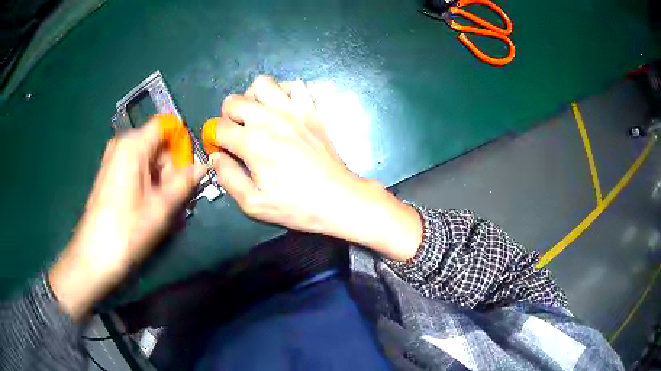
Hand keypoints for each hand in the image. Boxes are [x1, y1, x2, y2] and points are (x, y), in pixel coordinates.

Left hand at [49, 118, 205, 318]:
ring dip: (159, 177)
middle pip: (156, 143)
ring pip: (147, 157)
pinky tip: (147, 204)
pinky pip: (135, 167)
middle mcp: (122, 144)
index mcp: (133, 144)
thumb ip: (184, 183)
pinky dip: (147, 181)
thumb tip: (202, 167)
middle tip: (174, 195)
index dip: (181, 143)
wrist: (94, 255)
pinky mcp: (110, 173)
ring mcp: (113, 158)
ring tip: (161, 205)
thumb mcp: (161, 207)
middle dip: (170, 165)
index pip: (166, 126)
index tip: (188, 168)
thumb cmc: (127, 230)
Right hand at [207, 76, 421, 260]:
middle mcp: (270, 119)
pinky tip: (283, 109)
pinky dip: (283, 91)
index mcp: (253, 142)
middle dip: (227, 117)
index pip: (219, 127)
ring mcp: (293, 110)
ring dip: (252, 97)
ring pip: (262, 84)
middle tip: (236, 134)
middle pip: (234, 100)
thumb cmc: (296, 206)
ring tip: (257, 116)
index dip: (214, 139)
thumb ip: (228, 177)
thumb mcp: (253, 203)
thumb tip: (216, 156)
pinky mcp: (312, 110)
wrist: (338, 198)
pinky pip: (295, 85)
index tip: (222, 150)